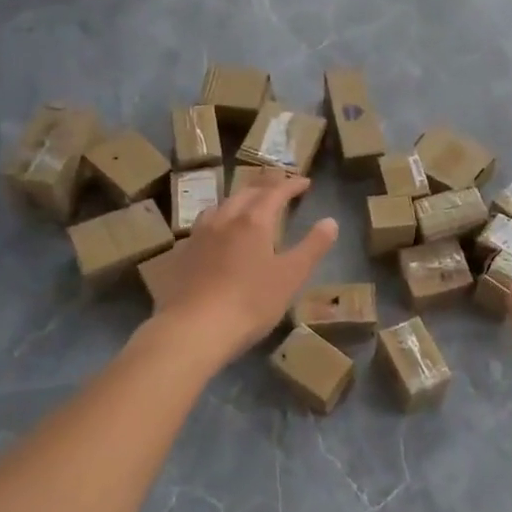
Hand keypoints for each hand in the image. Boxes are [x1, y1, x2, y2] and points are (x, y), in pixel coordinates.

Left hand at [159, 173, 337, 363]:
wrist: (193, 329)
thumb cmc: (250, 302)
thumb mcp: (291, 276)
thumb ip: (312, 246)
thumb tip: (330, 221)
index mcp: (253, 221)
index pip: (275, 192)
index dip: (292, 185)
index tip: (305, 182)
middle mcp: (224, 220)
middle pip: (245, 193)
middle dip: (265, 185)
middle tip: (278, 184)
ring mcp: (198, 236)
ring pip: (220, 206)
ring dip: (238, 199)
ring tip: (246, 203)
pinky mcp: (180, 255)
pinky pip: (202, 227)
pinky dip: (217, 221)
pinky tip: (215, 235)